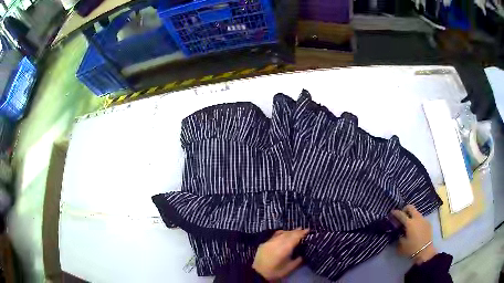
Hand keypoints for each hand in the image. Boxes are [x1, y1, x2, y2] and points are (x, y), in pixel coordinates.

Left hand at [252, 228, 308, 280]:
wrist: (258, 273)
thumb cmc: (276, 272)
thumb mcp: (290, 268)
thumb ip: (298, 260)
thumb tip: (302, 254)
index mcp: (285, 248)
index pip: (295, 237)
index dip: (302, 233)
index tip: (308, 230)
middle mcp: (277, 242)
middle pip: (289, 234)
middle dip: (296, 231)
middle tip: (303, 229)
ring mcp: (270, 241)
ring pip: (281, 233)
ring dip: (289, 231)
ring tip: (295, 230)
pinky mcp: (264, 243)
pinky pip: (274, 235)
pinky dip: (280, 233)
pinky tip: (283, 232)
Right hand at [392, 205, 436, 264]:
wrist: (425, 251)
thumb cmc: (411, 248)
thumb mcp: (401, 245)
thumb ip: (399, 236)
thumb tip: (398, 231)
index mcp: (409, 223)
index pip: (401, 214)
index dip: (396, 212)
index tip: (392, 212)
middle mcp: (417, 218)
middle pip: (411, 207)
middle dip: (405, 209)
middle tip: (402, 215)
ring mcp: (424, 219)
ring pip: (416, 212)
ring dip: (412, 215)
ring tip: (409, 223)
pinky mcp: (428, 223)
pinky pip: (421, 218)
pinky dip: (417, 220)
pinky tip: (415, 228)